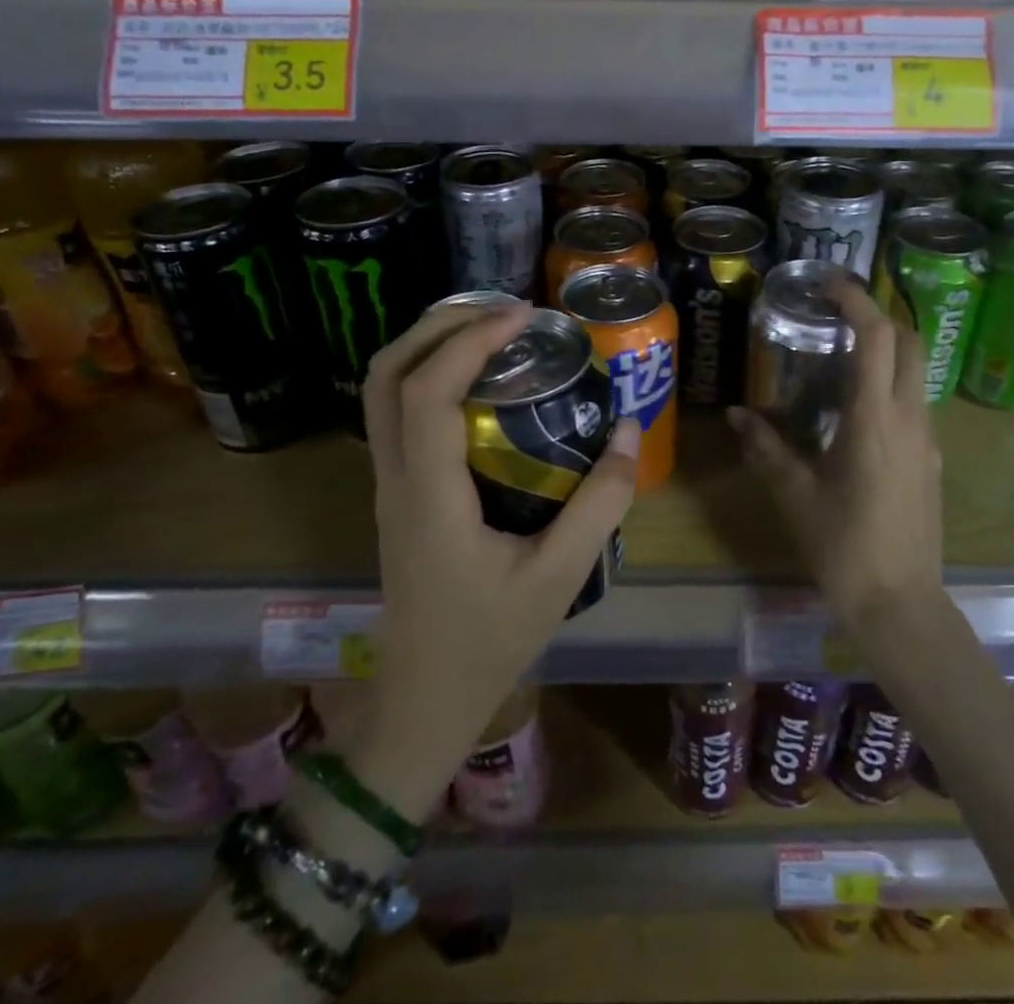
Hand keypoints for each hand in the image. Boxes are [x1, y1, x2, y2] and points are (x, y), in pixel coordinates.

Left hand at [346, 300, 638, 816]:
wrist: (423, 702)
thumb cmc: (489, 642)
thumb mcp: (559, 576)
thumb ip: (599, 503)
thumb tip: (631, 430)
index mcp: (428, 494)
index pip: (428, 391)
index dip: (471, 340)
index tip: (523, 317)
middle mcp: (396, 478)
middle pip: (386, 375)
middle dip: (437, 326)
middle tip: (500, 311)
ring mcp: (389, 486)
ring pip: (382, 392)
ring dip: (427, 346)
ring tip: (488, 331)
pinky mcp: (397, 495)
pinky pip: (397, 415)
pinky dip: (428, 376)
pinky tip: (476, 382)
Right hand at [728, 280, 942, 629]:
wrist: (901, 603)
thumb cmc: (844, 547)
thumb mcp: (795, 495)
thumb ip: (766, 449)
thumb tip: (736, 415)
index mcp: (875, 419)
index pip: (877, 337)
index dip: (856, 299)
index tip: (828, 282)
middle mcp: (910, 418)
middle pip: (910, 342)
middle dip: (878, 315)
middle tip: (836, 313)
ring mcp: (927, 438)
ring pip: (916, 371)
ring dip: (885, 350)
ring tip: (839, 357)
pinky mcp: (931, 459)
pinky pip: (914, 402)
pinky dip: (889, 384)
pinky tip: (854, 411)